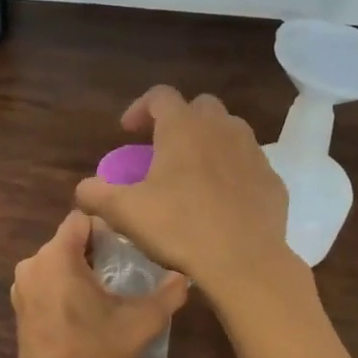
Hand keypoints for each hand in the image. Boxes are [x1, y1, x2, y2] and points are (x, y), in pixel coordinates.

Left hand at [11, 211, 188, 357]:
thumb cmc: (95, 351)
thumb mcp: (140, 323)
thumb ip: (167, 295)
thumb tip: (184, 277)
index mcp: (57, 256)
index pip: (81, 219)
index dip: (106, 228)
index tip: (126, 249)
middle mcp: (33, 263)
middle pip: (68, 240)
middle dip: (95, 251)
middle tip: (123, 272)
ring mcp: (22, 287)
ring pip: (56, 262)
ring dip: (79, 270)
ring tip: (106, 293)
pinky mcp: (19, 308)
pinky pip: (46, 282)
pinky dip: (63, 287)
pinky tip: (83, 312)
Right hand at [73, 87, 296, 304]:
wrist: (244, 261)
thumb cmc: (179, 227)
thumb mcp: (124, 212)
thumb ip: (96, 194)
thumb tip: (84, 189)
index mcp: (183, 127)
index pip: (160, 96)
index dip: (140, 108)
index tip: (128, 133)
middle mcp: (221, 128)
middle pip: (199, 107)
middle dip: (179, 121)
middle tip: (163, 150)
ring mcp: (253, 152)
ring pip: (229, 132)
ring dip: (209, 142)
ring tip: (193, 173)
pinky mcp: (272, 180)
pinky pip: (248, 164)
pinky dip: (232, 171)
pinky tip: (222, 200)